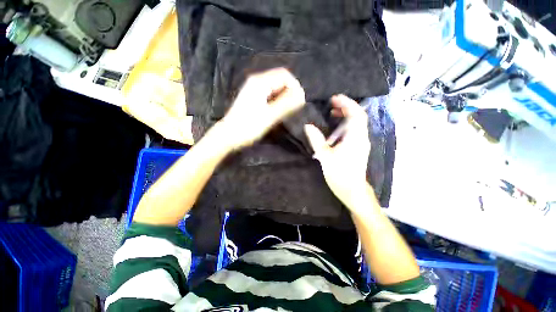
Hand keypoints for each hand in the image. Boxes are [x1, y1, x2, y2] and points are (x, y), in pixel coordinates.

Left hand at [219, 68, 304, 149]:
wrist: (229, 136)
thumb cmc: (248, 127)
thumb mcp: (269, 116)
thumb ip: (286, 104)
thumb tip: (302, 95)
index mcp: (260, 82)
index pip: (284, 75)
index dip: (295, 86)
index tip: (301, 102)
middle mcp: (257, 81)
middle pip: (280, 80)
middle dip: (291, 91)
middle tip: (296, 107)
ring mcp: (254, 89)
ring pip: (276, 87)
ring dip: (285, 96)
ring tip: (289, 110)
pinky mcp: (253, 98)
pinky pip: (270, 94)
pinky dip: (278, 100)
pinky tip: (280, 110)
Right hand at [304, 94, 370, 206]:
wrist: (352, 190)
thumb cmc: (339, 173)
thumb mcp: (325, 156)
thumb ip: (316, 140)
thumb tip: (308, 126)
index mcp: (355, 138)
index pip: (356, 114)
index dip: (346, 104)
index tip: (334, 98)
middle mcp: (362, 137)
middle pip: (358, 116)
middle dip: (346, 107)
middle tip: (332, 104)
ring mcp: (362, 143)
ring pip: (357, 123)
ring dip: (346, 116)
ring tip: (332, 113)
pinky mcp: (359, 148)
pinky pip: (355, 131)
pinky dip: (346, 125)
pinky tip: (336, 129)